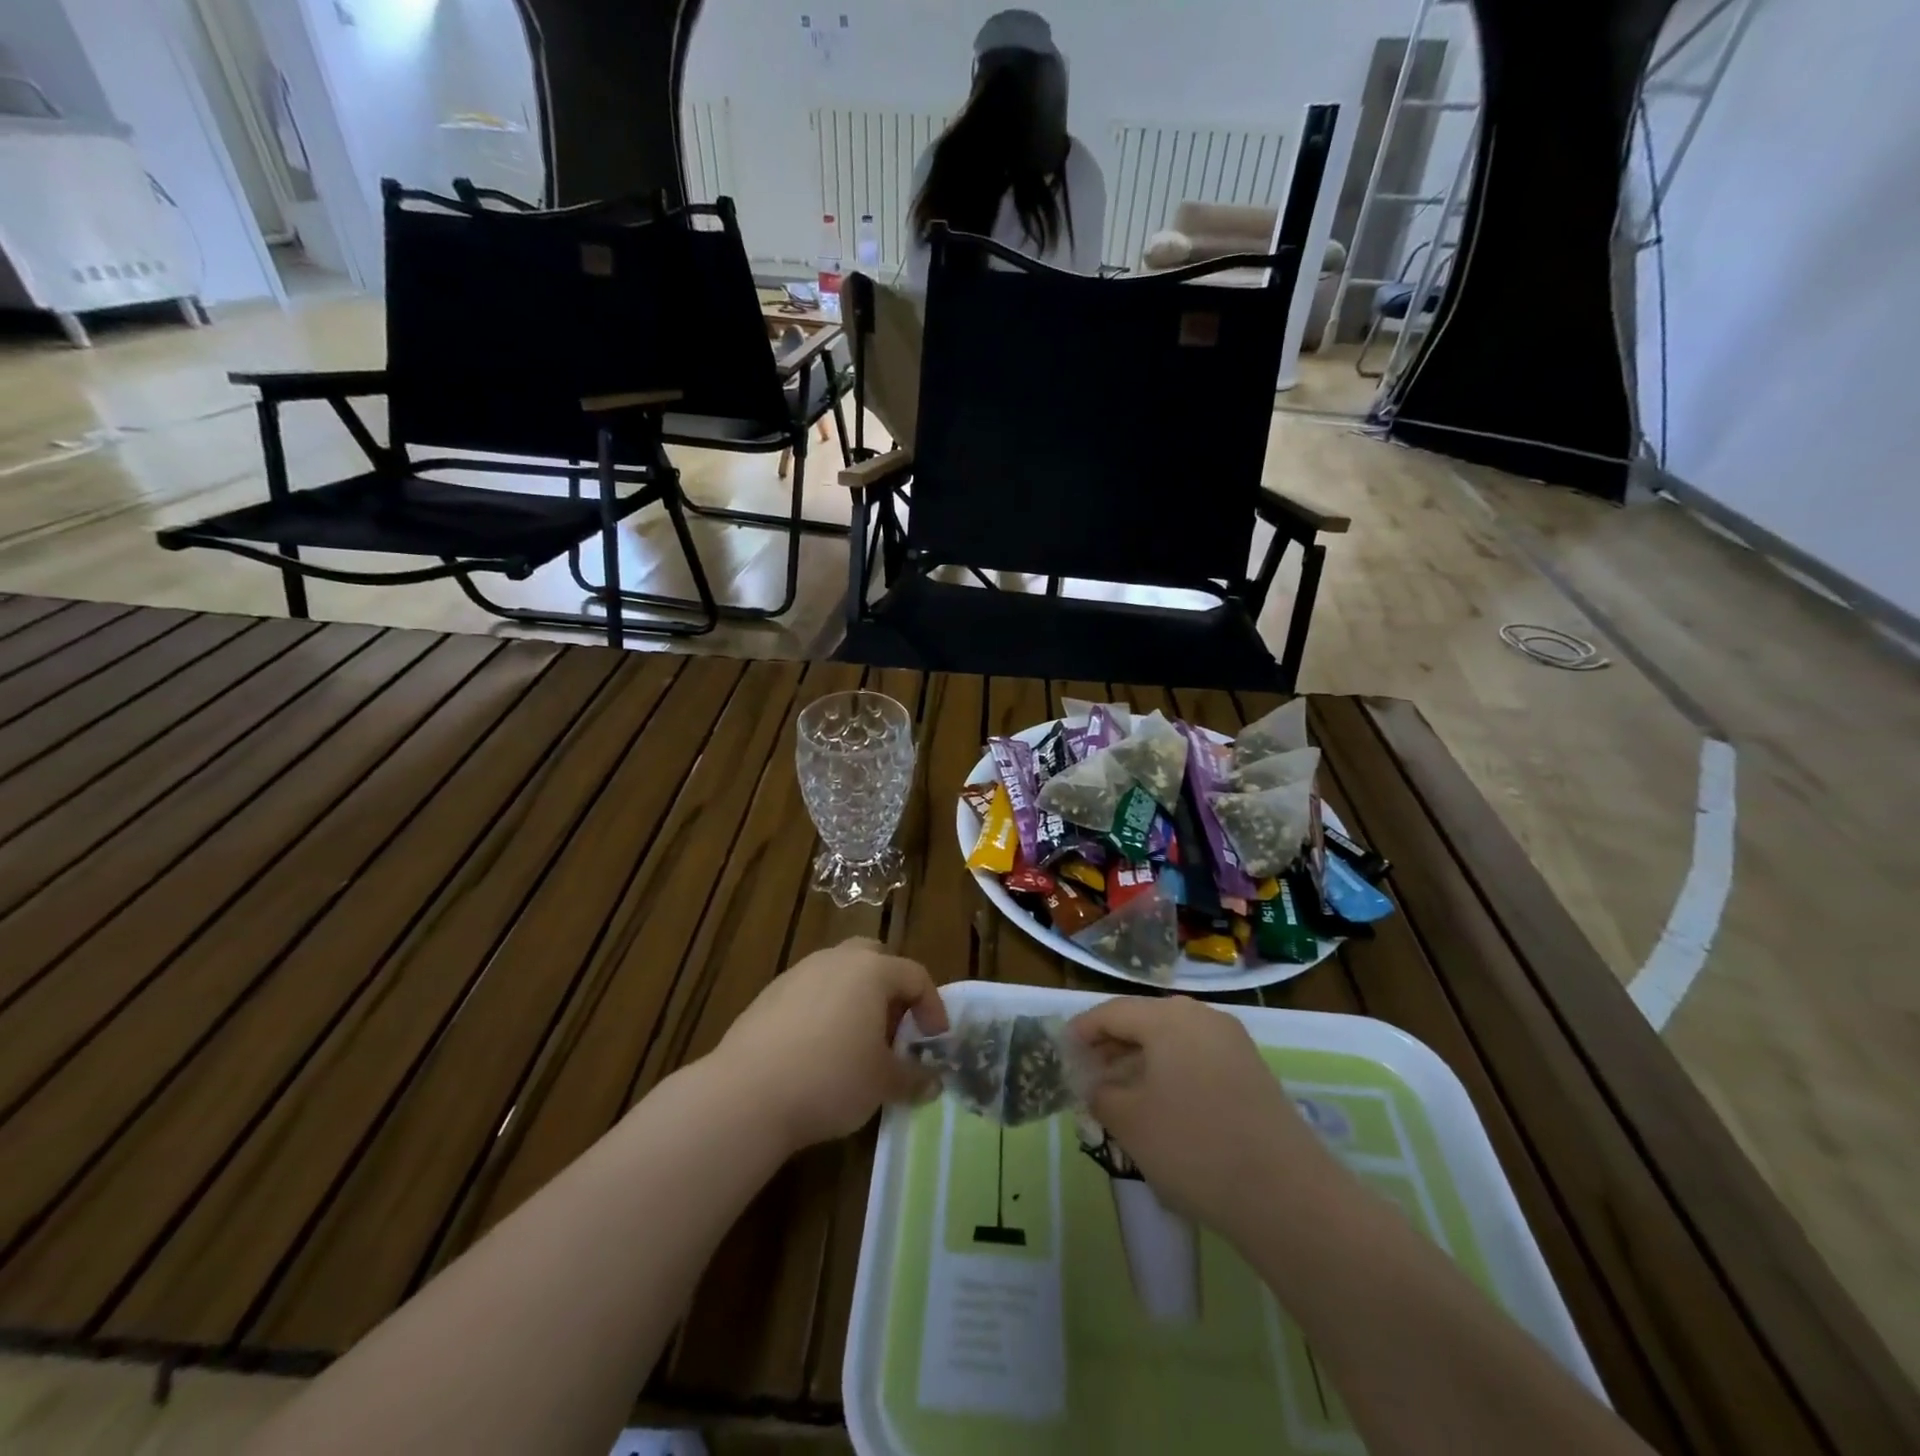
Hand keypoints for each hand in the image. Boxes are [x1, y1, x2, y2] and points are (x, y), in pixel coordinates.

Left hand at [717, 938, 949, 1151]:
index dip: (932, 1007)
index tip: (935, 1041)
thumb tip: (932, 1081)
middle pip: (874, 959)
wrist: (747, 1094)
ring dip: (856, 998)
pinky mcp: (769, 995)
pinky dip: (824, 1011)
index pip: (915, 975)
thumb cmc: (831, 1079)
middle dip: (891, 989)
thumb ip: (913, 1077)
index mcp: (872, 971)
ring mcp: (798, 973)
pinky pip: (810, 992)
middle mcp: (836, 960)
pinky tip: (818, 1050)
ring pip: (839, 973)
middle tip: (895, 1028)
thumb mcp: (883, 1083)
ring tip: (857, 1041)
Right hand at [1070, 996, 1345, 1243]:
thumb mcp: (1130, 1122)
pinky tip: (1161, 1108)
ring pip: (1172, 1042)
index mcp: (1169, 1017)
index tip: (1061, 1053)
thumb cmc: (1193, 1147)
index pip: (1112, 1012)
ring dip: (1141, 1063)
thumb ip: (1100, 1093)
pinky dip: (1171, 1074)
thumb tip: (1095, 1084)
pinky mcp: (1253, 1073)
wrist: (1287, 1196)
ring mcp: (1233, 1044)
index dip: (1082, 1031)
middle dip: (1112, 1047)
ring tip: (1119, 1095)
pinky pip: (1197, 1060)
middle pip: (1144, 1022)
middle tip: (1087, 1076)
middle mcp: (1202, 1017)